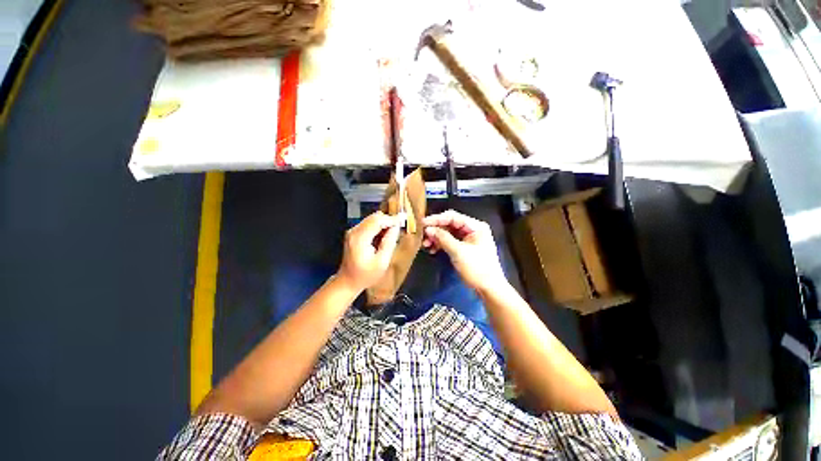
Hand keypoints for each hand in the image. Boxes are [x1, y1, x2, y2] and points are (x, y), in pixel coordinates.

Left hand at [337, 211, 402, 291]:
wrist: (347, 281)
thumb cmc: (366, 275)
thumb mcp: (382, 262)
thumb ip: (389, 243)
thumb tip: (396, 228)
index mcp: (360, 238)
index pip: (377, 221)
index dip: (392, 219)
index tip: (404, 218)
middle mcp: (354, 231)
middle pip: (374, 217)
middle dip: (388, 219)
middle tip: (400, 225)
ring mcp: (352, 232)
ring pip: (371, 219)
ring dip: (384, 223)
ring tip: (394, 231)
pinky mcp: (353, 234)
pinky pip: (368, 224)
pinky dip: (378, 227)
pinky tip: (384, 235)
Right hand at [423, 210, 506, 293]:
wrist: (489, 289)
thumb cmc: (477, 269)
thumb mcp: (458, 252)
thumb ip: (443, 238)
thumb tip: (428, 229)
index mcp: (476, 226)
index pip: (453, 217)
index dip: (436, 219)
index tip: (422, 224)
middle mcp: (472, 229)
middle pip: (450, 224)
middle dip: (435, 230)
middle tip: (423, 236)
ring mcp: (468, 239)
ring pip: (448, 233)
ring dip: (436, 238)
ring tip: (426, 245)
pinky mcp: (464, 248)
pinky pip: (450, 242)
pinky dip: (441, 245)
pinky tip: (433, 250)